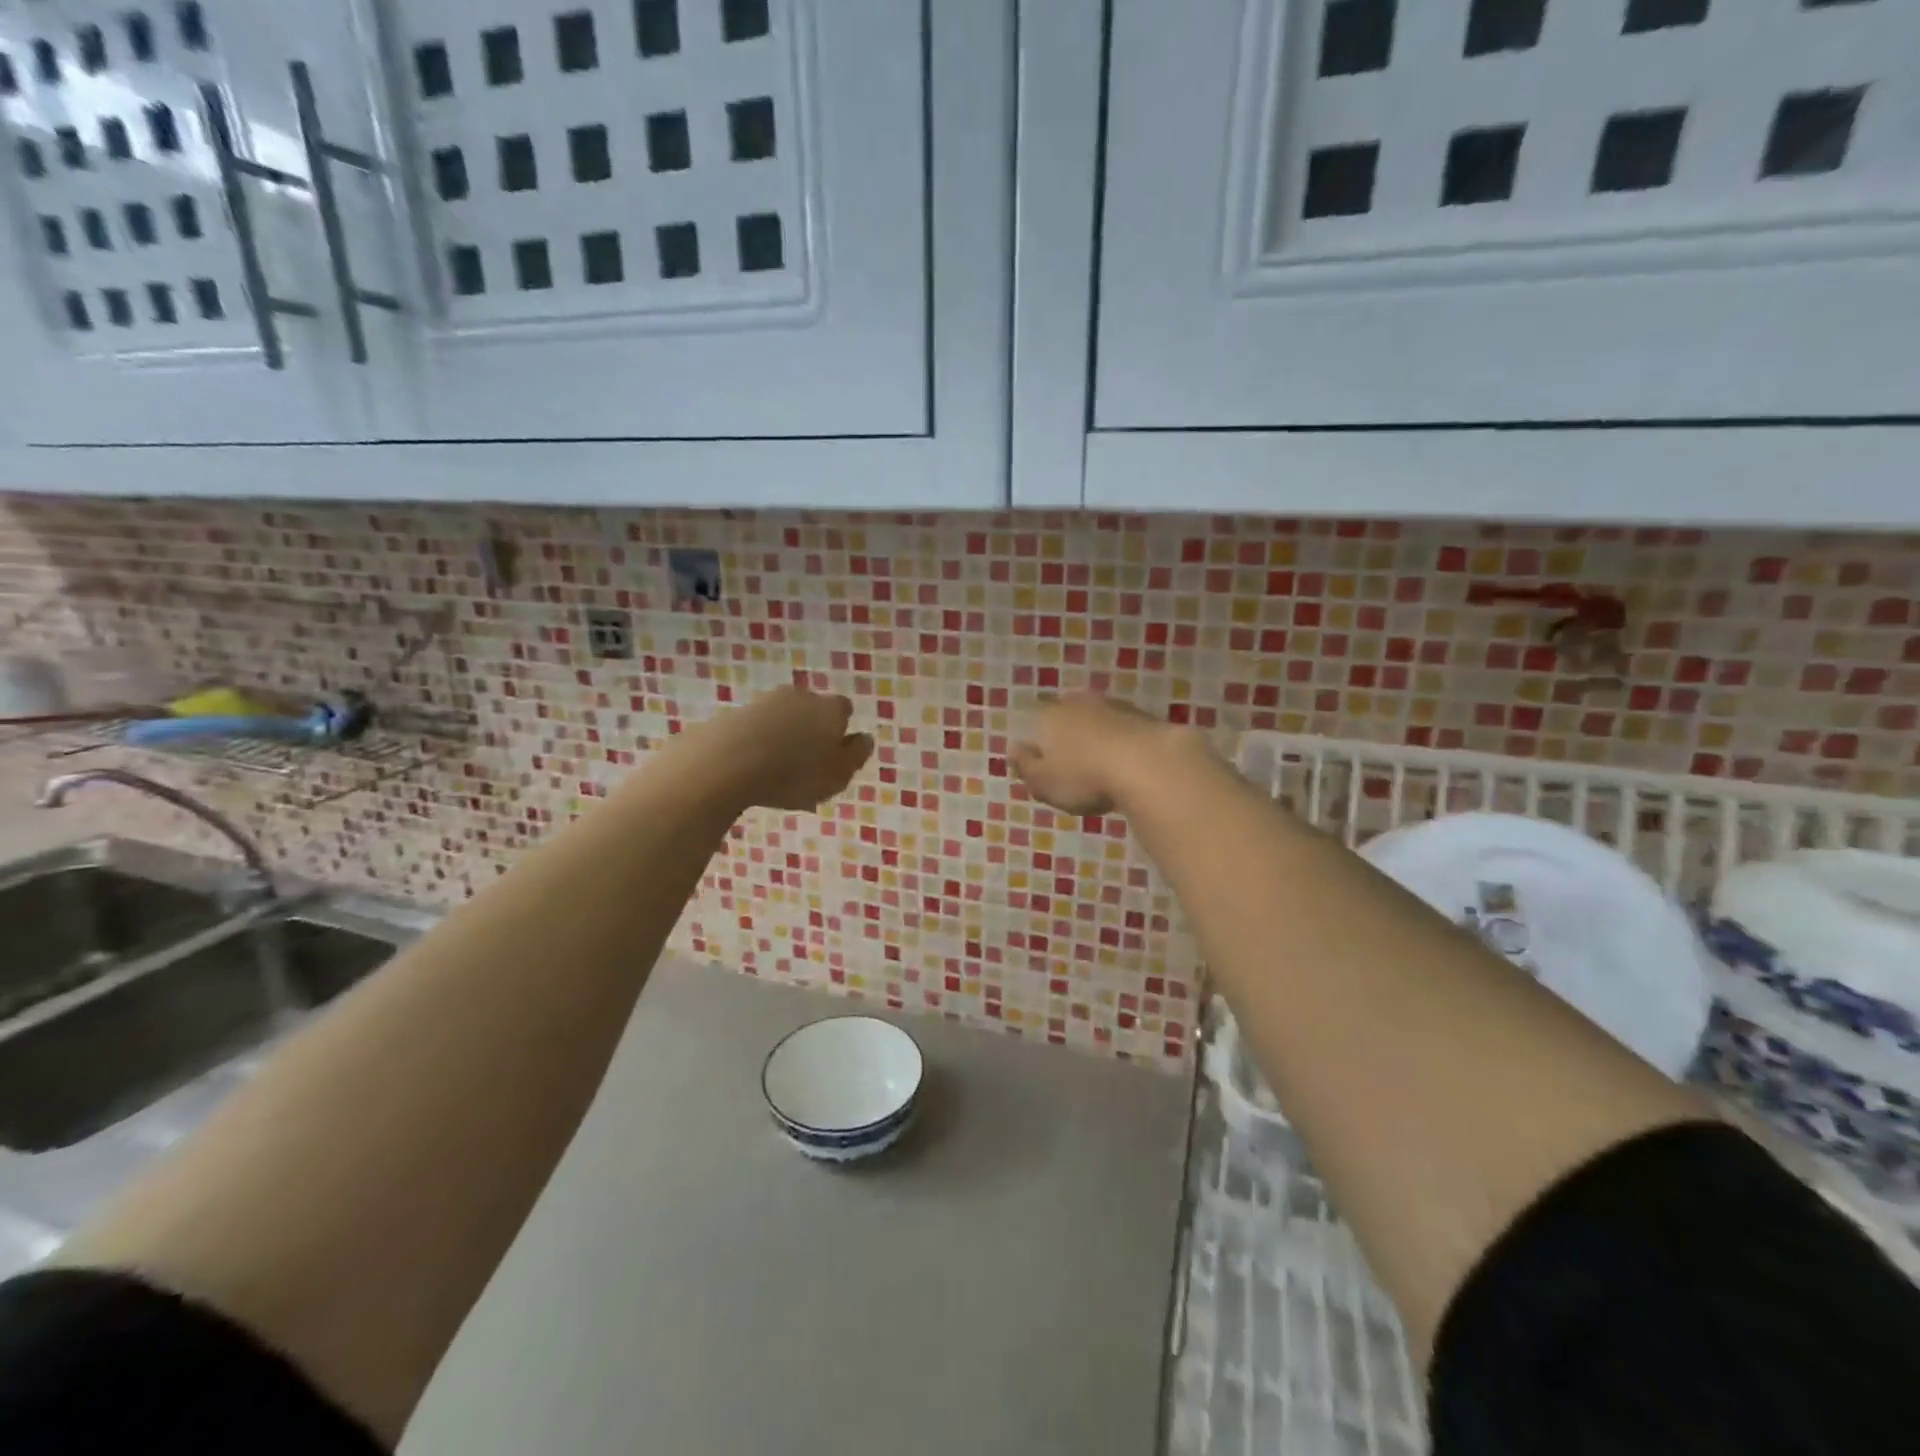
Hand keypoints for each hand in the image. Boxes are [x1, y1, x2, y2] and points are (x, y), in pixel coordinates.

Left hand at [682, 685, 873, 811]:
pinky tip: (751, 767)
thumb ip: (856, 755)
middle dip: (810, 731)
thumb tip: (864, 738)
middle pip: (812, 711)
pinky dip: (757, 743)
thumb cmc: (794, 773)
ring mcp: (764, 702)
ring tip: (776, 771)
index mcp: (830, 709)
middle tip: (806, 764)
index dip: (841, 730)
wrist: (726, 763)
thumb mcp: (838, 775)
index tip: (834, 754)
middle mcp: (800, 697)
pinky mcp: (734, 714)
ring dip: (782, 737)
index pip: (844, 710)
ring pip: (782, 718)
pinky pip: (754, 729)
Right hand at [1010, 696, 1172, 816]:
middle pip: (1067, 713)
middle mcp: (1078, 703)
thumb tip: (1012, 749)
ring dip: (1096, 734)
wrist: (1148, 764)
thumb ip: (1025, 766)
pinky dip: (1121, 740)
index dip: (1038, 739)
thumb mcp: (1043, 782)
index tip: (1043, 760)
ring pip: (1096, 717)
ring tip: (1100, 762)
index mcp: (1049, 716)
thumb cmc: (1084, 777)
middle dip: (1067, 733)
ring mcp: (1113, 706)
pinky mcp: (1143, 716)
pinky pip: (1123, 728)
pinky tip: (1126, 760)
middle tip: (1072, 761)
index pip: (1036, 719)